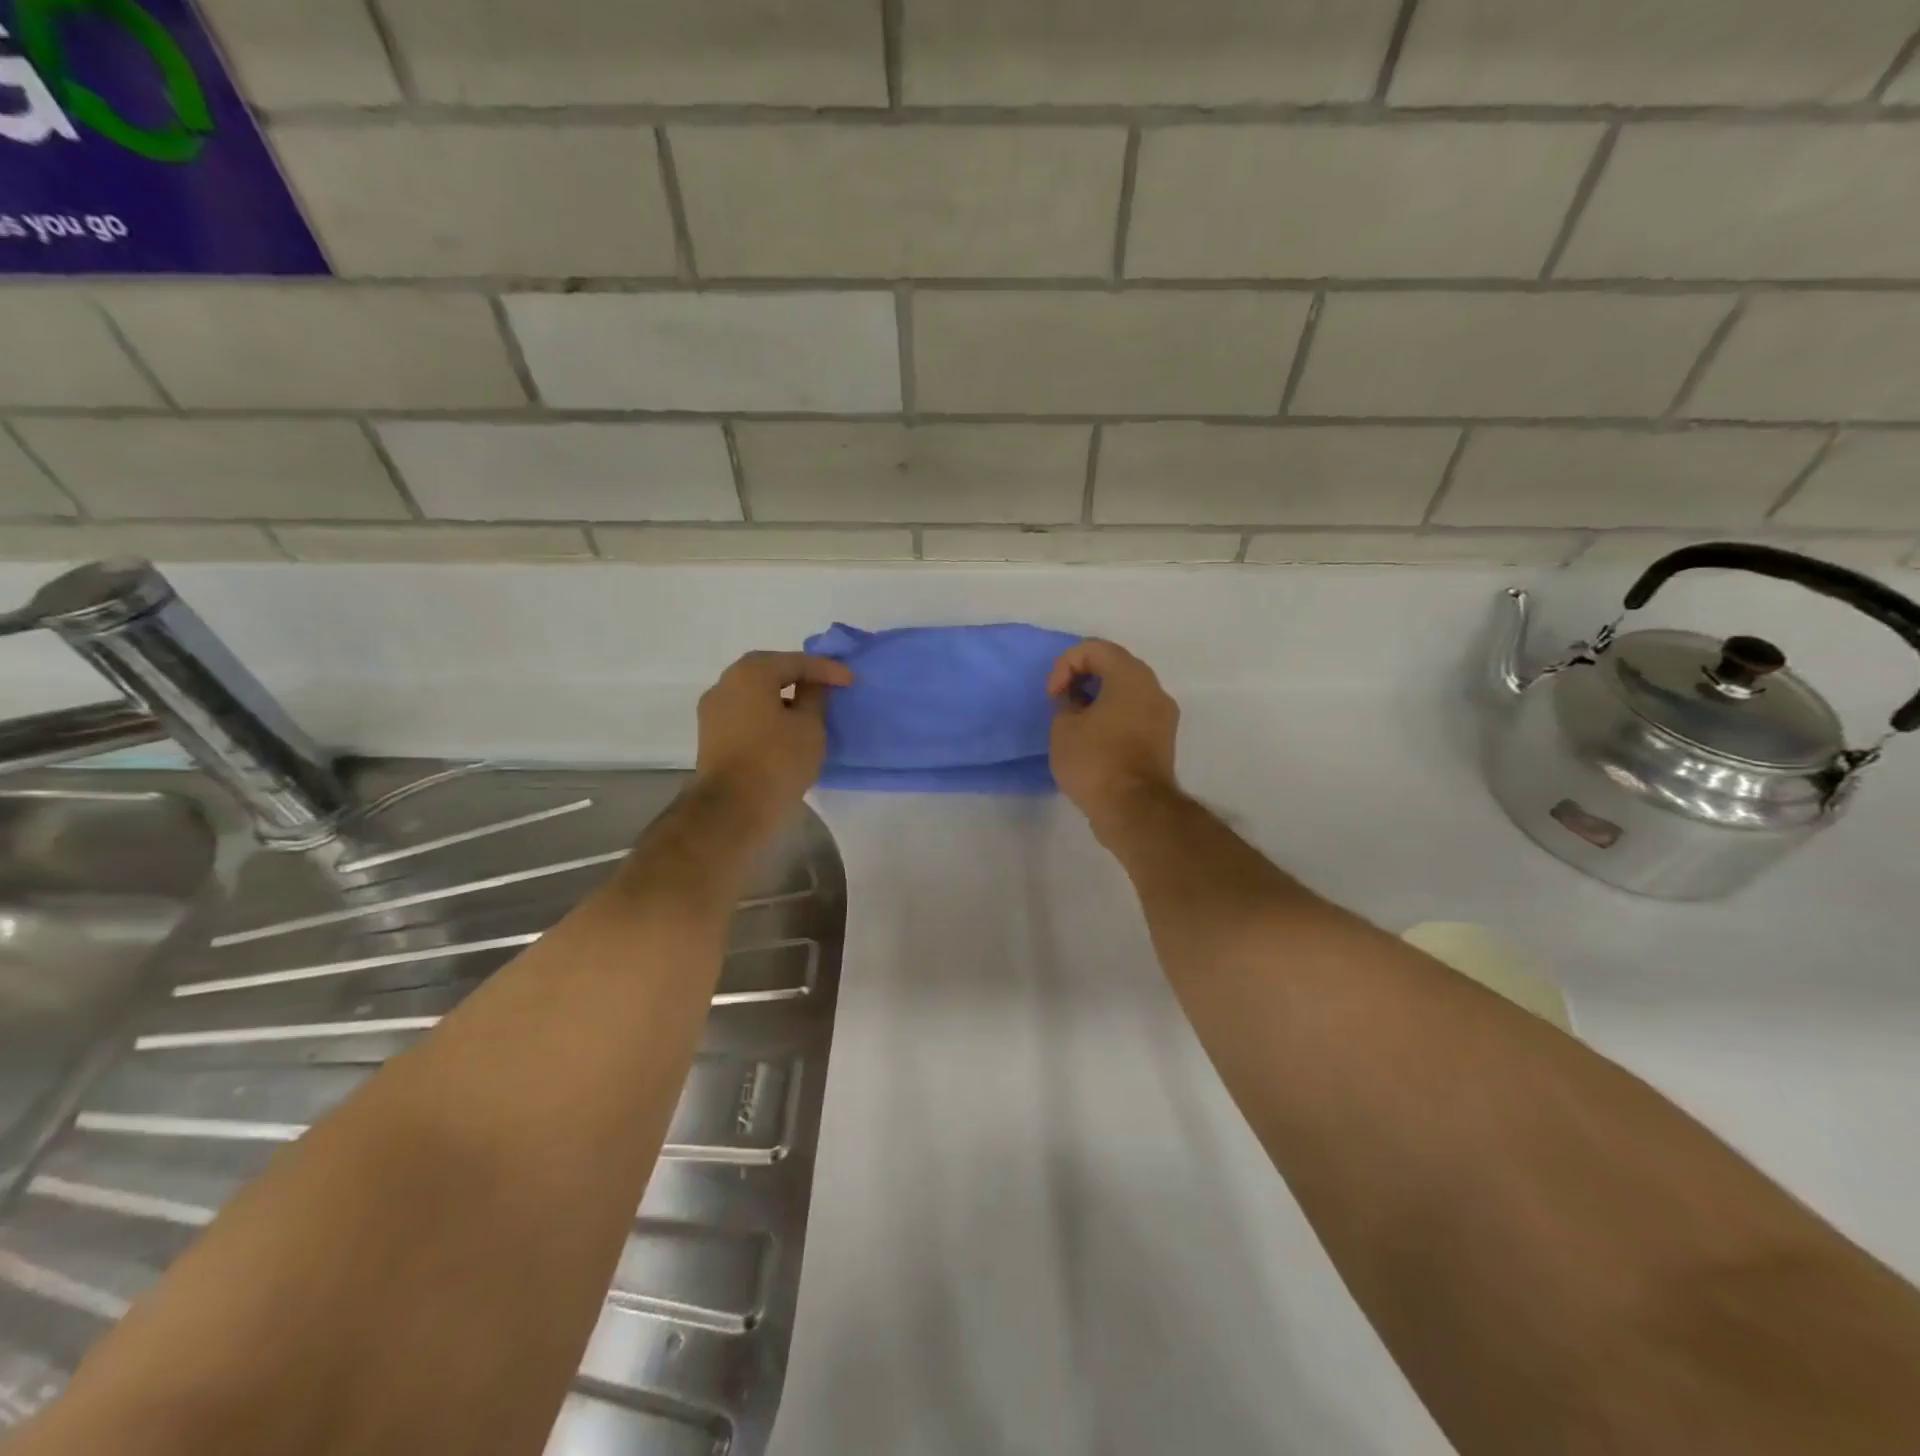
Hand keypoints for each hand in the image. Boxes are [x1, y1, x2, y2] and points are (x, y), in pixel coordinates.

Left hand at [695, 651, 852, 816]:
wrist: (732, 810)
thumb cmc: (777, 761)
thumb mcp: (809, 726)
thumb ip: (814, 697)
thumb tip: (811, 685)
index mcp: (750, 673)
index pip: (794, 662)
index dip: (825, 669)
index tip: (850, 680)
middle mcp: (725, 684)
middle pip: (768, 673)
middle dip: (799, 678)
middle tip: (827, 687)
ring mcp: (713, 712)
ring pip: (755, 695)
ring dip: (782, 698)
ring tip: (809, 711)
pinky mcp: (711, 737)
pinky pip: (746, 715)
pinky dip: (767, 716)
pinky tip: (786, 730)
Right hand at [1046, 639, 1179, 824]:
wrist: (1134, 810)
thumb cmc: (1095, 760)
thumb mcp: (1063, 727)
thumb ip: (1066, 704)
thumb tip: (1077, 705)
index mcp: (1132, 676)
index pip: (1095, 649)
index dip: (1065, 665)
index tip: (1053, 695)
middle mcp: (1154, 689)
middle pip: (1114, 667)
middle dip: (1082, 679)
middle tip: (1061, 702)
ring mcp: (1163, 717)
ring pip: (1125, 692)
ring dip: (1097, 700)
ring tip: (1074, 723)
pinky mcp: (1162, 742)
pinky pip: (1133, 715)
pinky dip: (1111, 717)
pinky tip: (1091, 740)